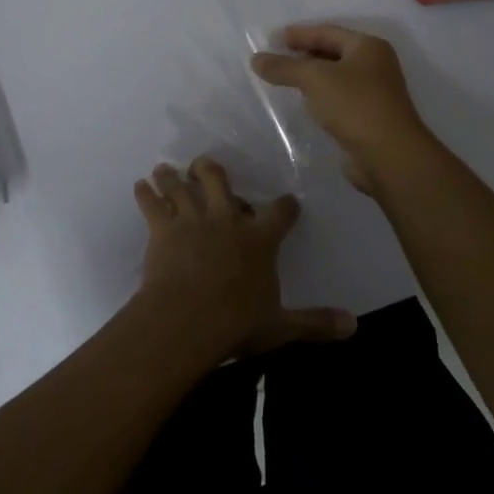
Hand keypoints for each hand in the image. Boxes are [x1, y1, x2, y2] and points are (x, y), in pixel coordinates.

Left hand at [132, 157, 355, 360]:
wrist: (187, 320)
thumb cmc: (237, 323)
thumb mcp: (281, 326)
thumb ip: (316, 323)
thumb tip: (354, 326)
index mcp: (259, 239)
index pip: (280, 213)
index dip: (286, 206)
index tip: (287, 201)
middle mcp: (226, 218)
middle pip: (218, 180)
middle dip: (210, 170)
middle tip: (204, 167)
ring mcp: (192, 220)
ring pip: (180, 186)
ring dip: (171, 176)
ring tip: (165, 169)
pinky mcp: (163, 229)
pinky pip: (151, 204)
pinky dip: (144, 193)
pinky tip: (139, 186)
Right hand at [250, 24, 435, 193]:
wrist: (389, 156)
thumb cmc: (354, 105)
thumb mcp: (314, 79)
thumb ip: (284, 67)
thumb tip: (256, 59)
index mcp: (368, 47)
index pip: (327, 31)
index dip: (299, 34)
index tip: (272, 38)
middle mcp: (375, 65)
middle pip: (333, 52)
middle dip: (304, 53)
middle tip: (276, 57)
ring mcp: (374, 92)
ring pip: (336, 77)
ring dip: (311, 76)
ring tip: (284, 79)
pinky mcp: (368, 117)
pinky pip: (338, 98)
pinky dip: (320, 96)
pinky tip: (304, 102)